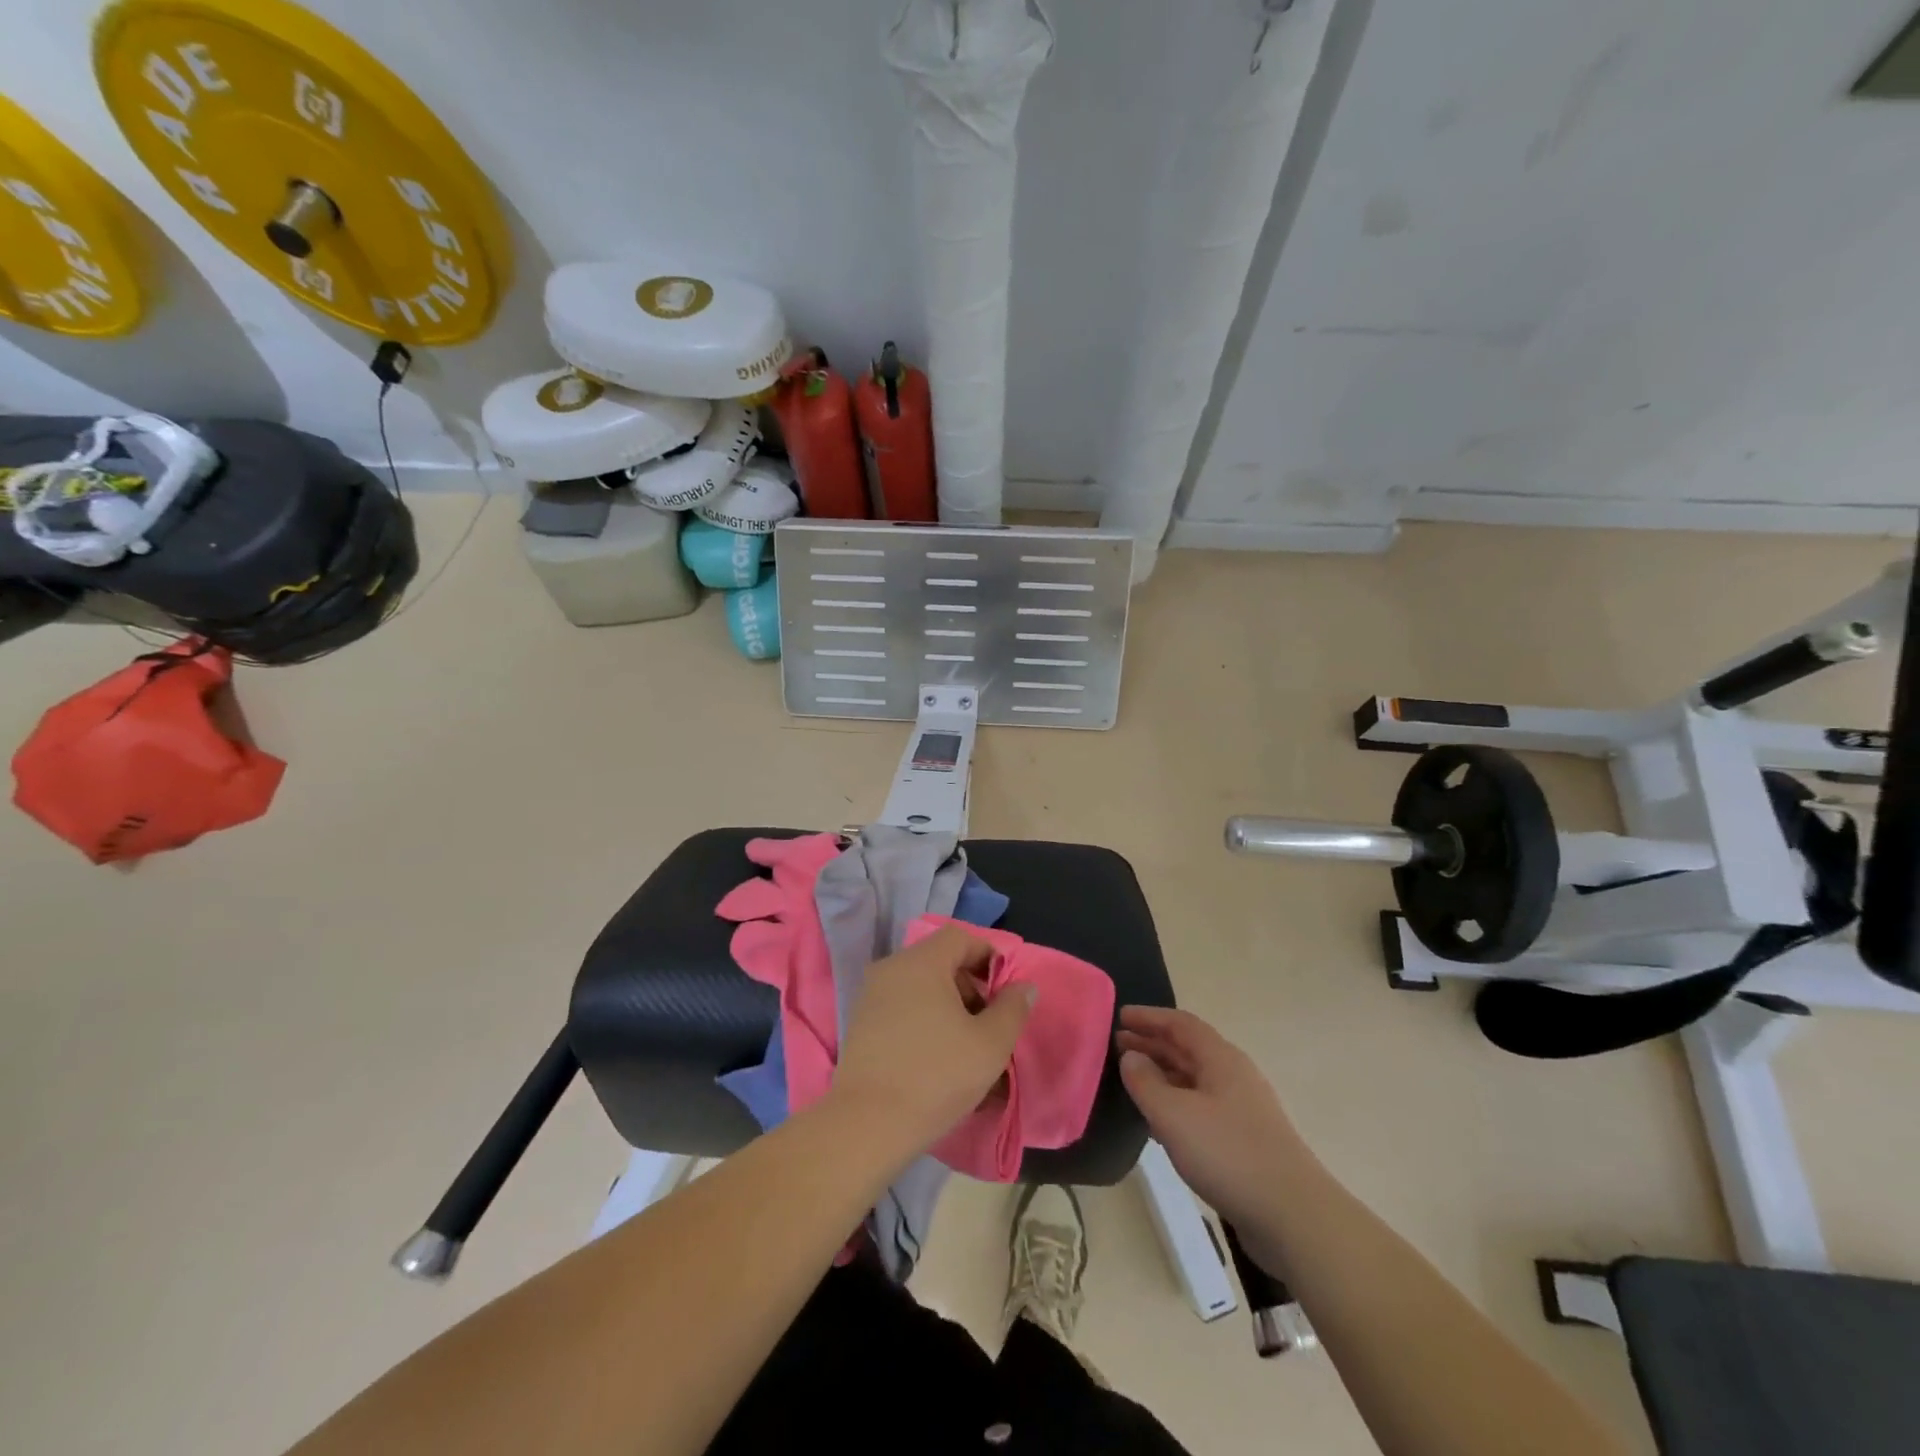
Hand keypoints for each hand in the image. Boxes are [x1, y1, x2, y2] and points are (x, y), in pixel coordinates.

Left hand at [830, 925, 1035, 1158]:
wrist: (866, 1125)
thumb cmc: (936, 1077)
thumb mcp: (990, 1044)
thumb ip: (1012, 1008)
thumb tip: (1023, 986)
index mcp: (921, 962)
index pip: (959, 937)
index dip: (987, 956)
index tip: (1004, 991)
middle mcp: (891, 968)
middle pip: (939, 960)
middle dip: (969, 986)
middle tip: (987, 1024)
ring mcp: (870, 996)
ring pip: (920, 986)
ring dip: (947, 1006)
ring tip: (965, 1047)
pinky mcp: (860, 1024)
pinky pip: (901, 1008)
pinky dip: (923, 1021)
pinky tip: (936, 1059)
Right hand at [1117, 1006, 1306, 1230]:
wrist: (1293, 1217)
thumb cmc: (1229, 1154)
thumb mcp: (1174, 1115)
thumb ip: (1146, 1082)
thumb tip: (1130, 1056)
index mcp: (1221, 1059)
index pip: (1180, 1024)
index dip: (1149, 1017)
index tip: (1119, 1016)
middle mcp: (1233, 1075)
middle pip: (1188, 1048)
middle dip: (1152, 1043)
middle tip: (1116, 1045)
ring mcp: (1241, 1109)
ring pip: (1194, 1079)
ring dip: (1162, 1073)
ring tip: (1131, 1078)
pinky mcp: (1244, 1140)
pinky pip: (1201, 1106)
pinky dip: (1175, 1102)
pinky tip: (1158, 1120)